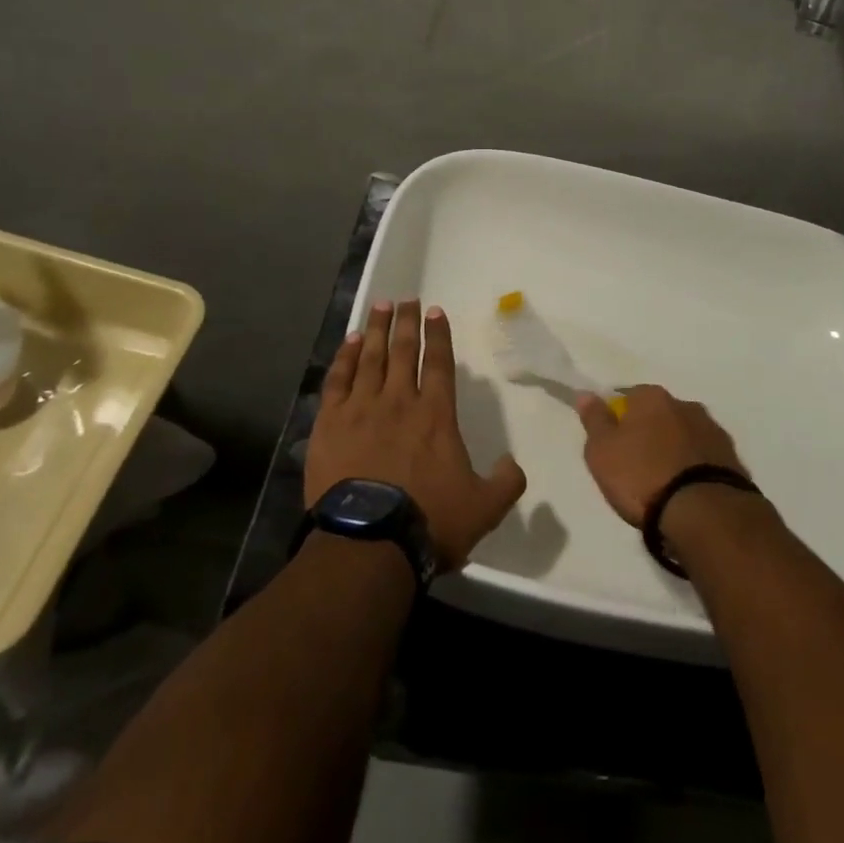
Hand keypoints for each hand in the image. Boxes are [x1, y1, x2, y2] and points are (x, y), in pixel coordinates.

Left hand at [306, 299, 526, 570]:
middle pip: (402, 350)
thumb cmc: (430, 521)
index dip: (438, 334)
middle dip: (406, 322)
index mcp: (436, 414)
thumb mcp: (485, 507)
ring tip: (380, 307)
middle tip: (406, 299)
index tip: (435, 311)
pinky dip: (344, 358)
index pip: (438, 362)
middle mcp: (399, 401)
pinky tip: (348, 343)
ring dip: (375, 330)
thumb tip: (513, 463)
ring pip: (370, 357)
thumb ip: (506, 482)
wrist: (369, 543)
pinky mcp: (330, 424)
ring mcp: (361, 409)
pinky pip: (338, 380)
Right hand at [574, 385, 750, 527]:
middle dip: (650, 433)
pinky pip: (705, 457)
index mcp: (652, 397)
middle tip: (637, 465)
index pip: (629, 397)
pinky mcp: (733, 458)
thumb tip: (587, 393)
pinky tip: (688, 490)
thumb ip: (594, 420)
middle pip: (660, 414)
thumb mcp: (602, 451)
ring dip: (675, 449)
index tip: (614, 443)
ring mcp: (713, 430)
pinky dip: (695, 467)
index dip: (619, 419)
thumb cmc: (642, 476)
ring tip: (665, 482)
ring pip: (685, 434)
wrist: (703, 512)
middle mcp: (685, 405)